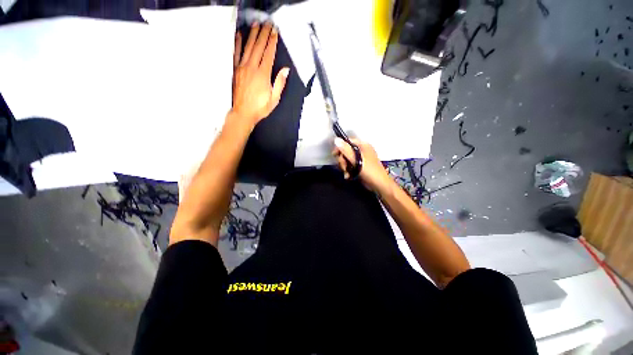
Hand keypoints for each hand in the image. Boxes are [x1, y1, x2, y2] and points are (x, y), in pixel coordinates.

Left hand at [232, 22, 289, 124]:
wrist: (243, 113)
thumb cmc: (260, 108)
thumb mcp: (274, 99)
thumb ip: (280, 83)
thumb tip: (285, 70)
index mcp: (263, 75)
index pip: (268, 54)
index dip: (272, 42)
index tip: (275, 32)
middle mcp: (252, 68)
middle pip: (258, 47)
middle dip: (264, 34)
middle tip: (267, 24)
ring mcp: (242, 68)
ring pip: (248, 47)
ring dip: (253, 35)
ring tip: (256, 25)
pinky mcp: (236, 70)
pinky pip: (236, 53)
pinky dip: (238, 43)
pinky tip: (240, 35)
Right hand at [333, 137, 391, 192]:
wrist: (379, 185)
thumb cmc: (370, 171)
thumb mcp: (357, 160)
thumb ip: (346, 150)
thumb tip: (336, 139)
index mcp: (362, 145)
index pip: (347, 142)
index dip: (339, 147)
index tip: (334, 155)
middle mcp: (361, 150)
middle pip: (345, 151)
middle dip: (342, 160)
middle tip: (344, 167)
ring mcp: (360, 159)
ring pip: (346, 159)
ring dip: (344, 167)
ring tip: (347, 173)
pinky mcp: (358, 166)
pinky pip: (349, 166)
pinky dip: (347, 170)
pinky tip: (348, 176)